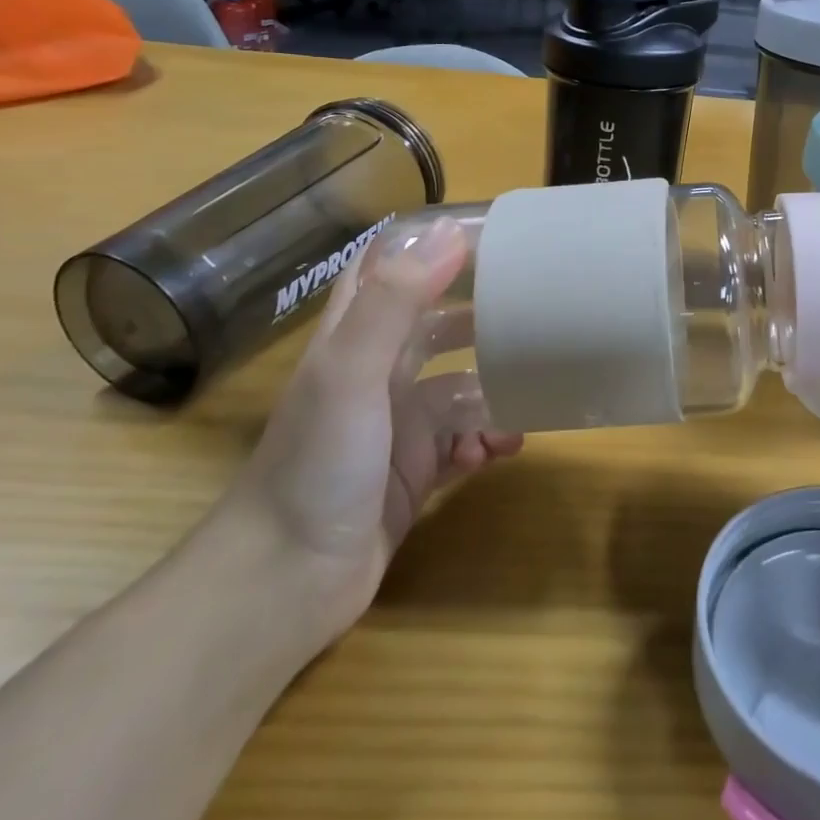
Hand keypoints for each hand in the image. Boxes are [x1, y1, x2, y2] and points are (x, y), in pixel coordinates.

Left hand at [213, 220, 521, 649]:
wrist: (283, 588)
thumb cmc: (316, 463)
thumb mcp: (352, 371)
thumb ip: (396, 300)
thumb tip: (450, 231)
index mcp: (356, 337)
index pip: (387, 268)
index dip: (428, 244)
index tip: (488, 234)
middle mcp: (378, 373)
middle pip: (437, 324)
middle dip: (482, 313)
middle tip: (536, 305)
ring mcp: (398, 425)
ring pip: (459, 385)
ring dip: (495, 385)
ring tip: (533, 387)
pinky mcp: (416, 472)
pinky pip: (465, 441)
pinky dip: (488, 439)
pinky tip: (505, 449)